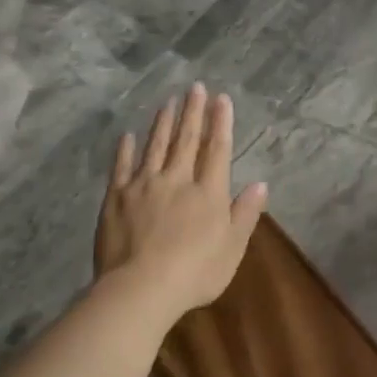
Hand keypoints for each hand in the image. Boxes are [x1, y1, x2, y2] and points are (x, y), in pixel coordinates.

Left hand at [94, 84, 267, 322]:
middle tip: (195, 87)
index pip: (217, 149)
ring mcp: (143, 186)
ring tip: (168, 101)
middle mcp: (177, 180)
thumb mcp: (232, 248)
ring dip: (163, 122)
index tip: (221, 99)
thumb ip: (245, 213)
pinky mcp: (116, 198)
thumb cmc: (196, 272)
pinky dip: (126, 149)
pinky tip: (129, 136)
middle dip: (192, 112)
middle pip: (186, 140)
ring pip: (155, 146)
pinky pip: (122, 167)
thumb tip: (260, 184)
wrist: (141, 288)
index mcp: (208, 192)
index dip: (220, 122)